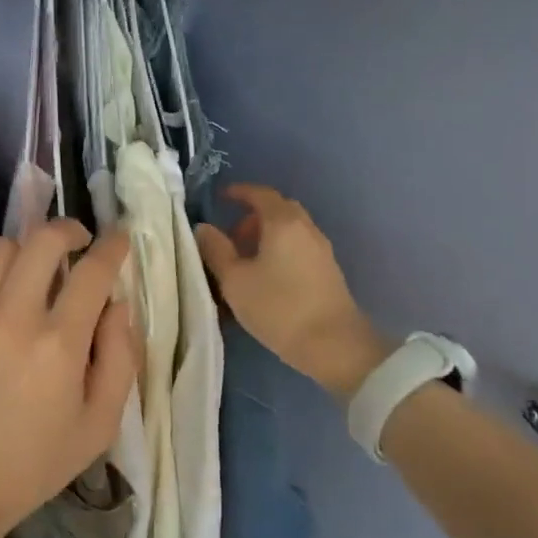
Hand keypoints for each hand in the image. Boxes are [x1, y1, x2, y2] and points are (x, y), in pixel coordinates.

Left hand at [0, 221, 137, 537]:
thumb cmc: (32, 462)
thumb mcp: (99, 425)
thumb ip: (120, 358)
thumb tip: (116, 303)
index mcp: (58, 345)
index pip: (94, 271)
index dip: (112, 246)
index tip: (117, 239)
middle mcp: (11, 317)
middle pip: (44, 240)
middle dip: (69, 231)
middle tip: (74, 245)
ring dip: (21, 254)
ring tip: (23, 276)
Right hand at [196, 183, 385, 402]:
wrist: (334, 345)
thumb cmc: (278, 307)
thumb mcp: (235, 280)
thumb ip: (216, 250)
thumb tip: (204, 228)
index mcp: (282, 223)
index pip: (260, 194)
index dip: (239, 192)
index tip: (221, 198)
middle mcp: (306, 229)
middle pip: (278, 210)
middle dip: (252, 217)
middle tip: (231, 237)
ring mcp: (321, 250)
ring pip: (289, 230)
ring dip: (266, 236)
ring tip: (245, 262)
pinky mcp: (328, 271)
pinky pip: (298, 248)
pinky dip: (279, 250)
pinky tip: (266, 277)